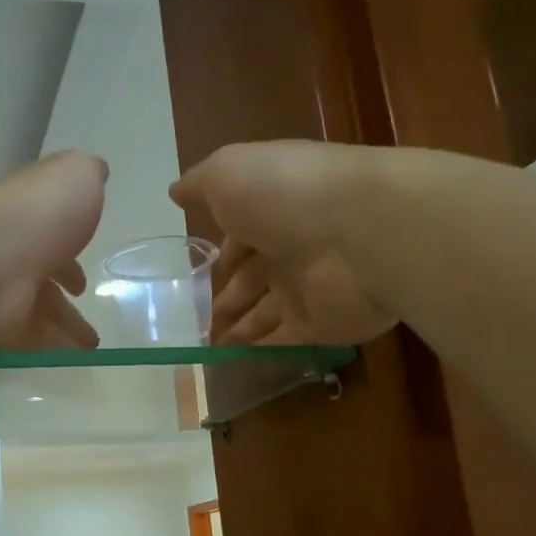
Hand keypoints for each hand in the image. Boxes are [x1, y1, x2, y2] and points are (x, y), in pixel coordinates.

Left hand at [0, 151, 107, 349]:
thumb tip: (97, 172)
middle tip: (89, 327)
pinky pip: (26, 342)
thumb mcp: (75, 176)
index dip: (70, 260)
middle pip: (42, 284)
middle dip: (65, 304)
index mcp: (30, 221)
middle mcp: (11, 255)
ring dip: (64, 331)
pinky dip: (50, 350)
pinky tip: (71, 360)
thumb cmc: (38, 213)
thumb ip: (86, 174)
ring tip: (89, 349)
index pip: (50, 242)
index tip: (82, 284)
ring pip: (37, 316)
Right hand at [171, 141, 395, 345]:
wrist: (360, 231)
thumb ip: (200, 184)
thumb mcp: (228, 172)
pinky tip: (232, 363)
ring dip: (239, 328)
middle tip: (196, 320)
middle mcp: (292, 247)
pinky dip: (260, 352)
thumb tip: (176, 192)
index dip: (221, 252)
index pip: (243, 235)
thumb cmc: (286, 193)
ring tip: (207, 347)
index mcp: (273, 209)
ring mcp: (309, 288)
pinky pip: (285, 342)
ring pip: (266, 313)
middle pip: (253, 278)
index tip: (196, 273)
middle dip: (226, 297)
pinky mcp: (322, 325)